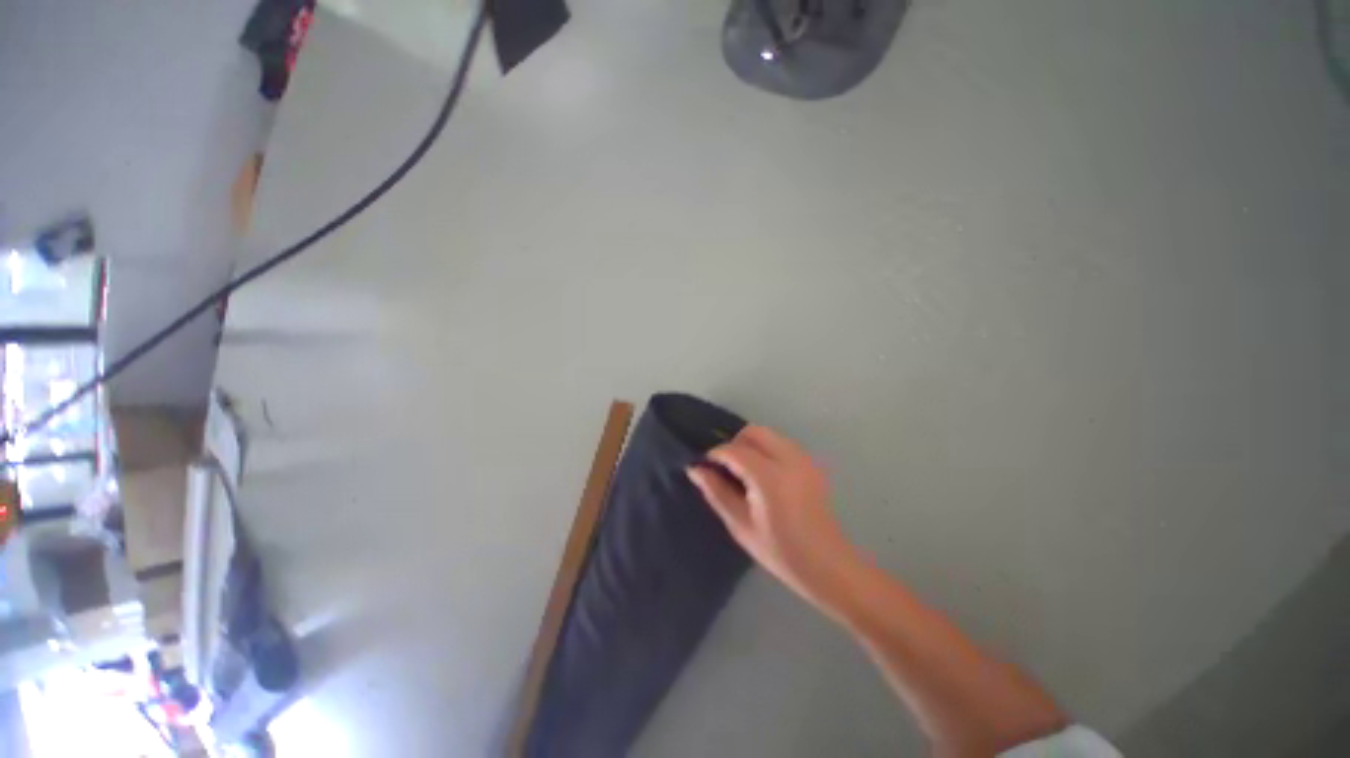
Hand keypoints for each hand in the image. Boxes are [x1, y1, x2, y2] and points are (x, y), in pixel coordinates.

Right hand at [687, 426, 860, 608]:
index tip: (705, 467)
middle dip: (734, 443)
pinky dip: (766, 450)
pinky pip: (781, 444)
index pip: (734, 450)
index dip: (715, 454)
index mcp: (769, 476)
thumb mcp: (741, 525)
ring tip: (743, 473)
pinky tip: (763, 476)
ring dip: (751, 445)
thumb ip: (716, 492)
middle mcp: (789, 459)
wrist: (827, 565)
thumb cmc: (780, 552)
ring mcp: (803, 459)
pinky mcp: (811, 464)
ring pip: (768, 435)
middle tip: (726, 469)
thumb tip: (695, 469)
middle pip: (753, 432)